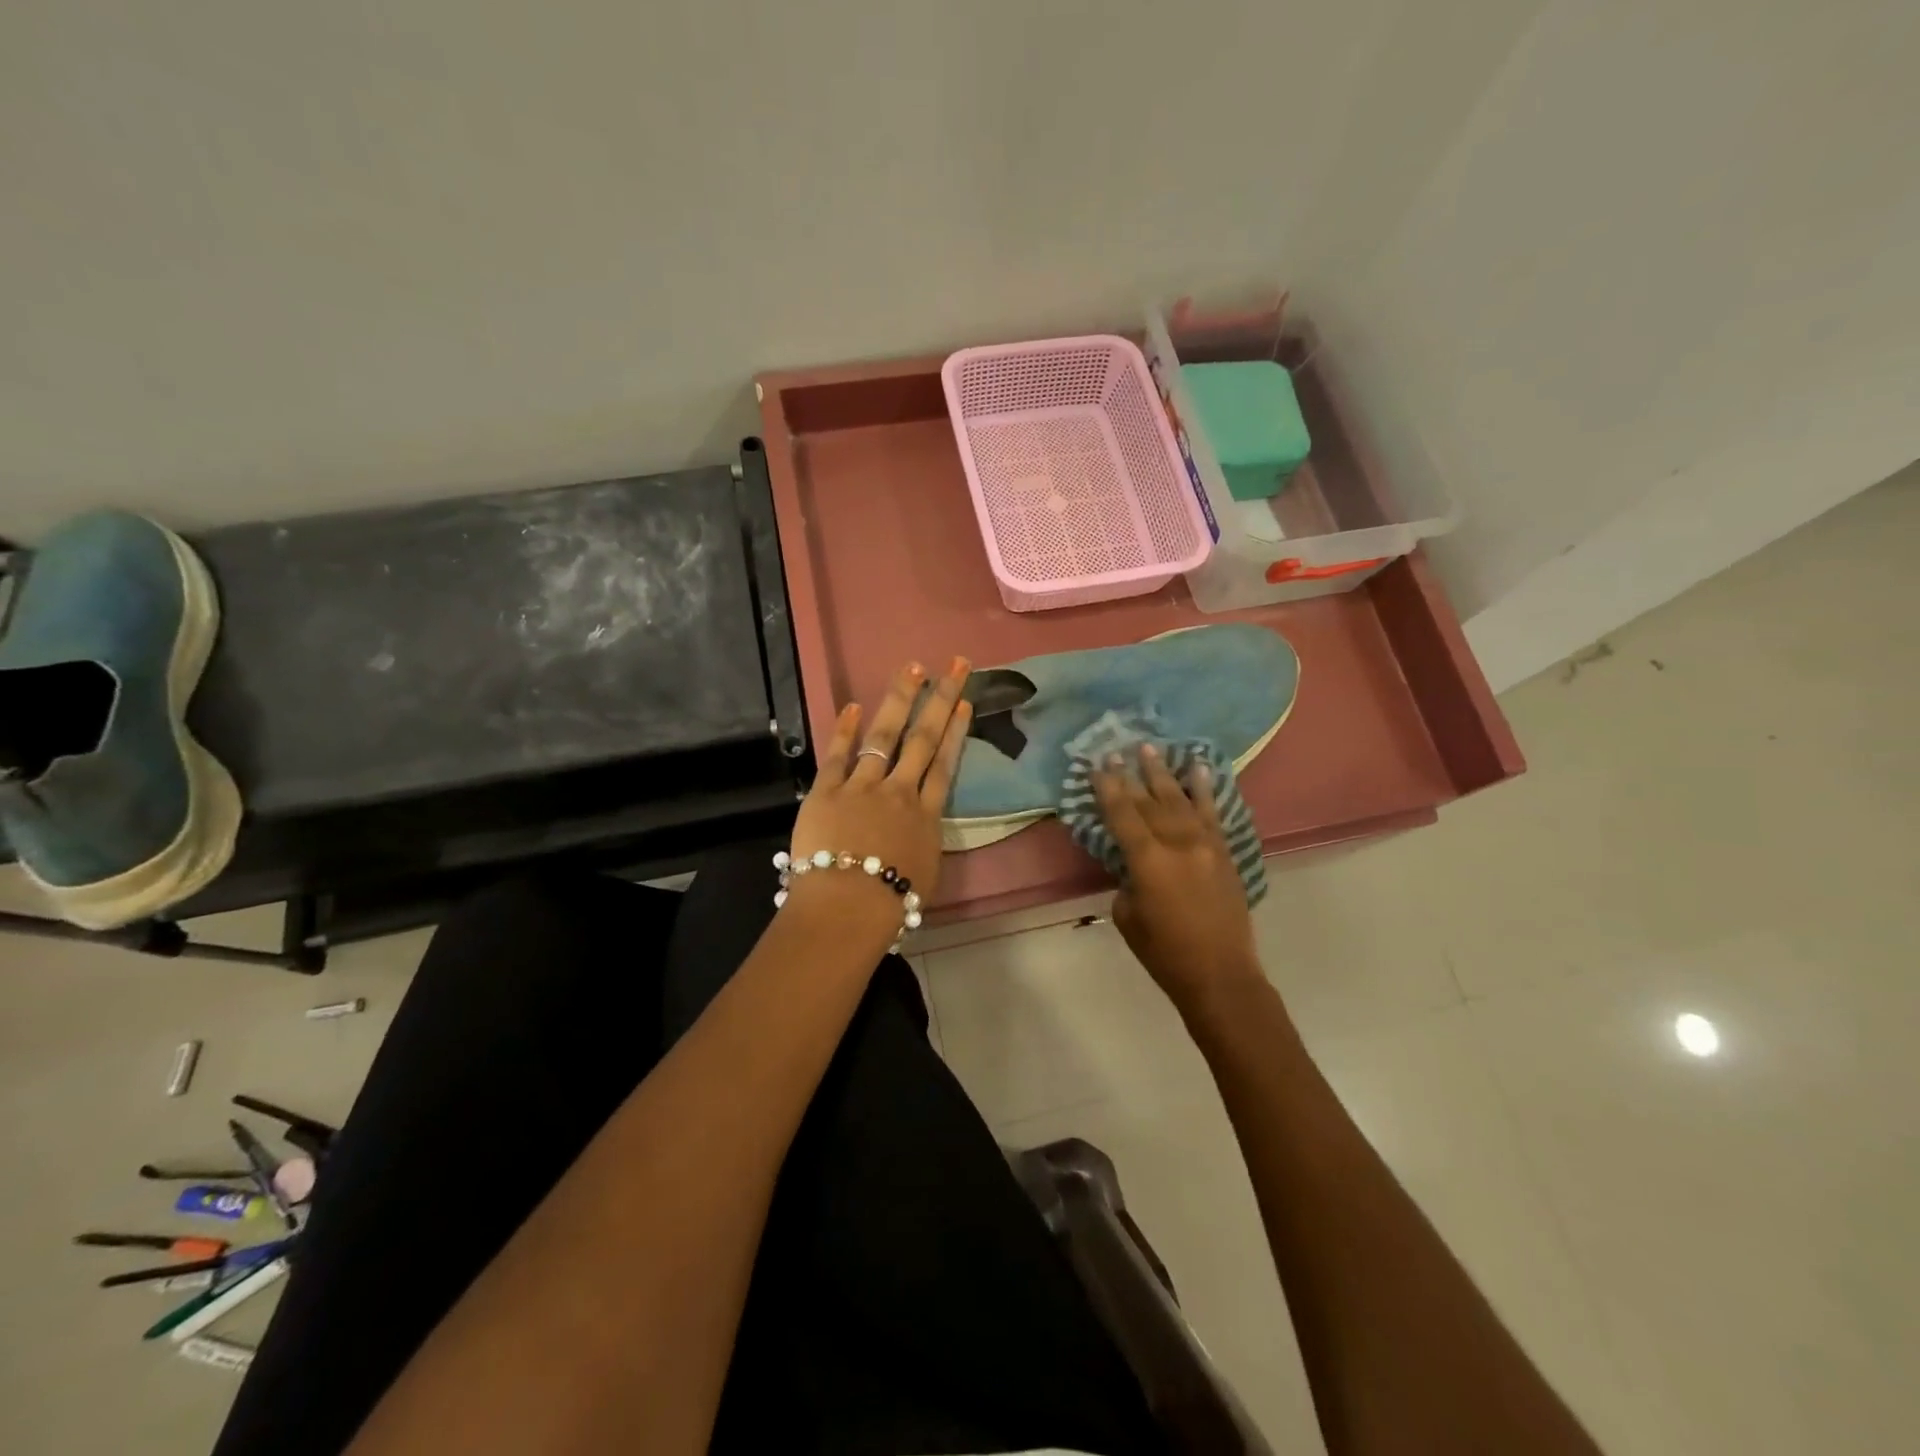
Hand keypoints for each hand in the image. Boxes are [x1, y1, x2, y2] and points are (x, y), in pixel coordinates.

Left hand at [787, 657, 972, 940]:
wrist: (848, 907)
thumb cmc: (890, 905)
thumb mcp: (924, 874)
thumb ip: (923, 842)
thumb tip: (919, 828)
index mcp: (926, 816)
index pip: (944, 764)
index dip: (956, 731)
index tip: (965, 702)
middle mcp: (899, 792)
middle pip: (924, 738)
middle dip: (941, 699)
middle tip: (954, 665)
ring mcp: (863, 787)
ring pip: (885, 735)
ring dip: (899, 699)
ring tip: (912, 668)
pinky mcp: (828, 791)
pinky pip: (838, 755)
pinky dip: (845, 729)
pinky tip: (853, 705)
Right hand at [1093, 745, 1262, 1013]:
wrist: (1220, 974)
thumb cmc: (1164, 953)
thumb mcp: (1128, 916)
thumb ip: (1128, 879)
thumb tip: (1134, 862)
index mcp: (1148, 861)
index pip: (1122, 814)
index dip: (1108, 787)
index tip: (1098, 764)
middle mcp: (1177, 843)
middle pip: (1149, 801)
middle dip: (1131, 774)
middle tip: (1118, 749)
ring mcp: (1205, 845)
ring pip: (1180, 800)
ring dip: (1163, 773)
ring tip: (1150, 748)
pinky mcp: (1224, 852)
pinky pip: (1212, 813)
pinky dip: (1205, 789)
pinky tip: (1199, 769)